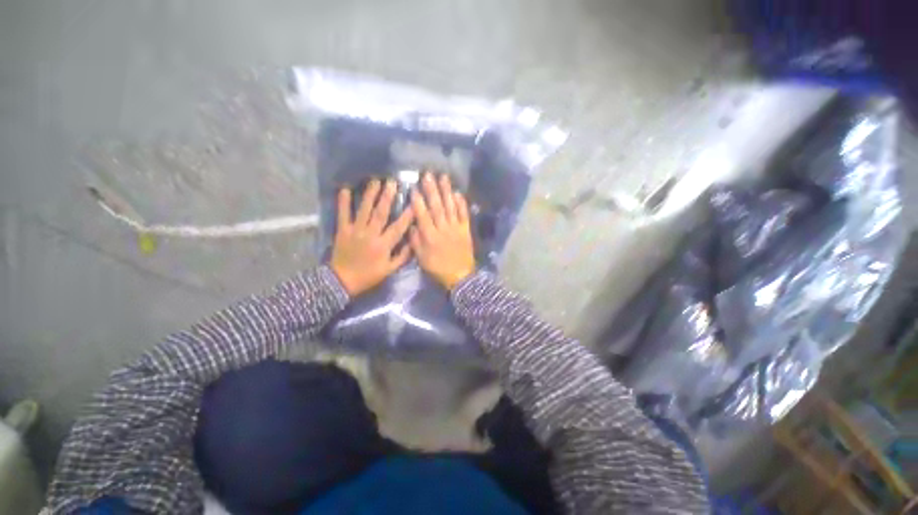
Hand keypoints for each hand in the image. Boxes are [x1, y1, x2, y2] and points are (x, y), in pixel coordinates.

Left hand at [331, 179, 413, 295]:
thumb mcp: (389, 270)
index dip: (407, 215)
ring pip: (364, 210)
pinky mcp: (342, 230)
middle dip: (387, 197)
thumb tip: (413, 242)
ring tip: (375, 181)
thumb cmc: (369, 275)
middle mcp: (370, 235)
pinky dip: (343, 202)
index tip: (414, 202)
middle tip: (392, 182)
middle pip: (380, 213)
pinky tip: (344, 189)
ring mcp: (355, 231)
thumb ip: (402, 256)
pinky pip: (343, 214)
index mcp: (383, 245)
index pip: (398, 227)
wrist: (342, 281)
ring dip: (369, 195)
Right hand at [410, 173, 475, 289]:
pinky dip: (462, 204)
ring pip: (451, 207)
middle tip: (428, 175)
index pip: (423, 215)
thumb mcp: (422, 259)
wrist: (460, 276)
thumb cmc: (439, 268)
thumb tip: (412, 225)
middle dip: (432, 190)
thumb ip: (416, 242)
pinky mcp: (466, 230)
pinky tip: (458, 193)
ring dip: (447, 192)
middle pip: (437, 207)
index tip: (414, 188)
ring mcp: (456, 228)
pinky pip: (464, 215)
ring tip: (443, 177)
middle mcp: (443, 229)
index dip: (418, 201)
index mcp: (430, 236)